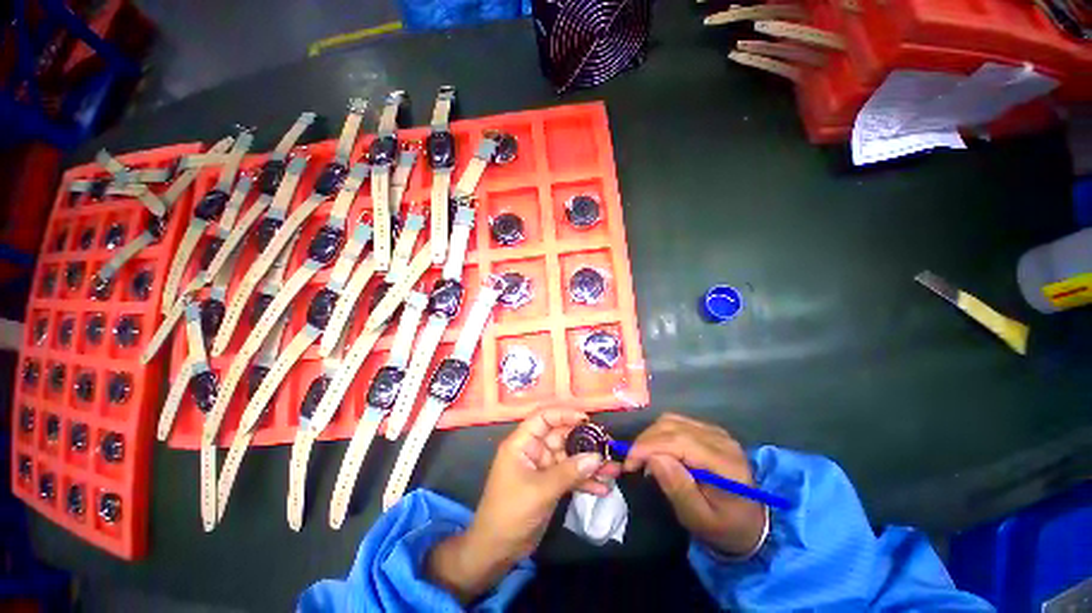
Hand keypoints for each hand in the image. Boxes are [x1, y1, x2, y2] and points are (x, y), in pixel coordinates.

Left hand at [427, 408, 620, 602]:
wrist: (496, 550)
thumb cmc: (511, 512)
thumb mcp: (540, 491)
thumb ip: (569, 472)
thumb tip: (597, 457)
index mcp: (523, 443)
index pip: (543, 418)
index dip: (564, 414)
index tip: (587, 419)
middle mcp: (533, 450)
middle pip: (561, 437)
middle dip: (584, 442)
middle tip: (607, 446)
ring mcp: (543, 467)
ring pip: (569, 457)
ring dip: (590, 464)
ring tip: (613, 469)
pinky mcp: (550, 484)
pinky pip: (570, 476)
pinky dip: (585, 481)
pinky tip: (603, 488)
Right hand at [623, 413, 766, 556]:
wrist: (751, 523)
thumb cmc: (725, 527)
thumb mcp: (700, 520)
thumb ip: (678, 489)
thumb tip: (653, 458)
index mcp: (725, 464)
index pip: (679, 441)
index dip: (649, 446)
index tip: (629, 463)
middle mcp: (721, 440)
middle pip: (672, 426)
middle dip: (645, 441)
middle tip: (632, 463)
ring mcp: (716, 432)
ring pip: (672, 420)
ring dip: (651, 435)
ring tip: (642, 457)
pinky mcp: (708, 430)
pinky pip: (676, 422)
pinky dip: (660, 433)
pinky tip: (656, 450)